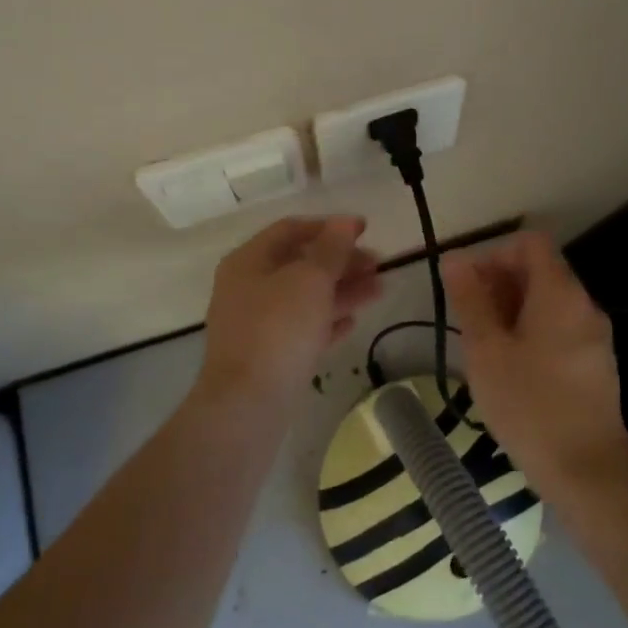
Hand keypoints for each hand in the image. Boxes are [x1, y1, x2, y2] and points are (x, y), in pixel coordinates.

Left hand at [199, 216, 381, 404]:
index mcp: (249, 261)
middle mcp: (248, 288)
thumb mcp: (310, 280)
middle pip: (300, 264)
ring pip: (305, 297)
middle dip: (341, 261)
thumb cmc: (278, 329)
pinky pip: (303, 328)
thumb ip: (331, 248)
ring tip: (380, 289)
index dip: (329, 226)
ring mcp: (257, 324)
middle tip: (378, 264)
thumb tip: (345, 222)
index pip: (291, 230)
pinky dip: (328, 321)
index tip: (365, 230)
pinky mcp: (269, 356)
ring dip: (342, 290)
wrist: (248, 405)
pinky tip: (353, 322)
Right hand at [443, 232, 627, 497]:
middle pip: (540, 271)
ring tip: (483, 345)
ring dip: (512, 310)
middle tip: (467, 319)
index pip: (529, 243)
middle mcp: (584, 305)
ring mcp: (594, 336)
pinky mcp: (596, 364)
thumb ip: (470, 300)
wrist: (588, 472)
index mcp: (560, 293)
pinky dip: (531, 332)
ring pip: (548, 302)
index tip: (468, 285)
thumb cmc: (529, 405)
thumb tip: (454, 258)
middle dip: (499, 284)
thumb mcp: (486, 350)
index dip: (494, 253)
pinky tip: (509, 367)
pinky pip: (559, 329)